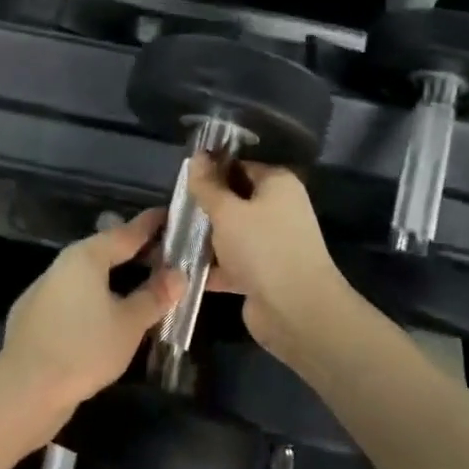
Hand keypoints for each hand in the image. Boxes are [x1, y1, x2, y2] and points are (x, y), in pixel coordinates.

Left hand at [0, 212, 183, 432]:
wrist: (24, 389)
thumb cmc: (84, 349)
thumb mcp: (129, 324)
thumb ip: (155, 296)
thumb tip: (179, 273)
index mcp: (87, 256)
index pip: (126, 232)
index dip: (151, 225)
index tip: (170, 214)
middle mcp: (63, 264)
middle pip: (105, 250)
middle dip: (135, 251)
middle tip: (165, 254)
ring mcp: (45, 288)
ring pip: (88, 274)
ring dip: (115, 276)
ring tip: (140, 283)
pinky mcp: (35, 314)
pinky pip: (75, 294)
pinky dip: (96, 296)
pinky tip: (106, 315)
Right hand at [186, 156, 351, 361]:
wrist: (297, 312)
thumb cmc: (262, 248)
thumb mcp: (227, 211)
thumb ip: (207, 185)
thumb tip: (196, 156)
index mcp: (277, 184)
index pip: (239, 166)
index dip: (211, 170)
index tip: (182, 180)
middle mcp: (279, 209)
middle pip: (235, 199)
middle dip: (206, 206)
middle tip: (174, 209)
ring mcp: (273, 243)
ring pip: (232, 232)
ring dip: (207, 237)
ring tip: (171, 237)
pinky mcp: (264, 273)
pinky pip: (234, 261)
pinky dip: (214, 265)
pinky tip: (182, 268)